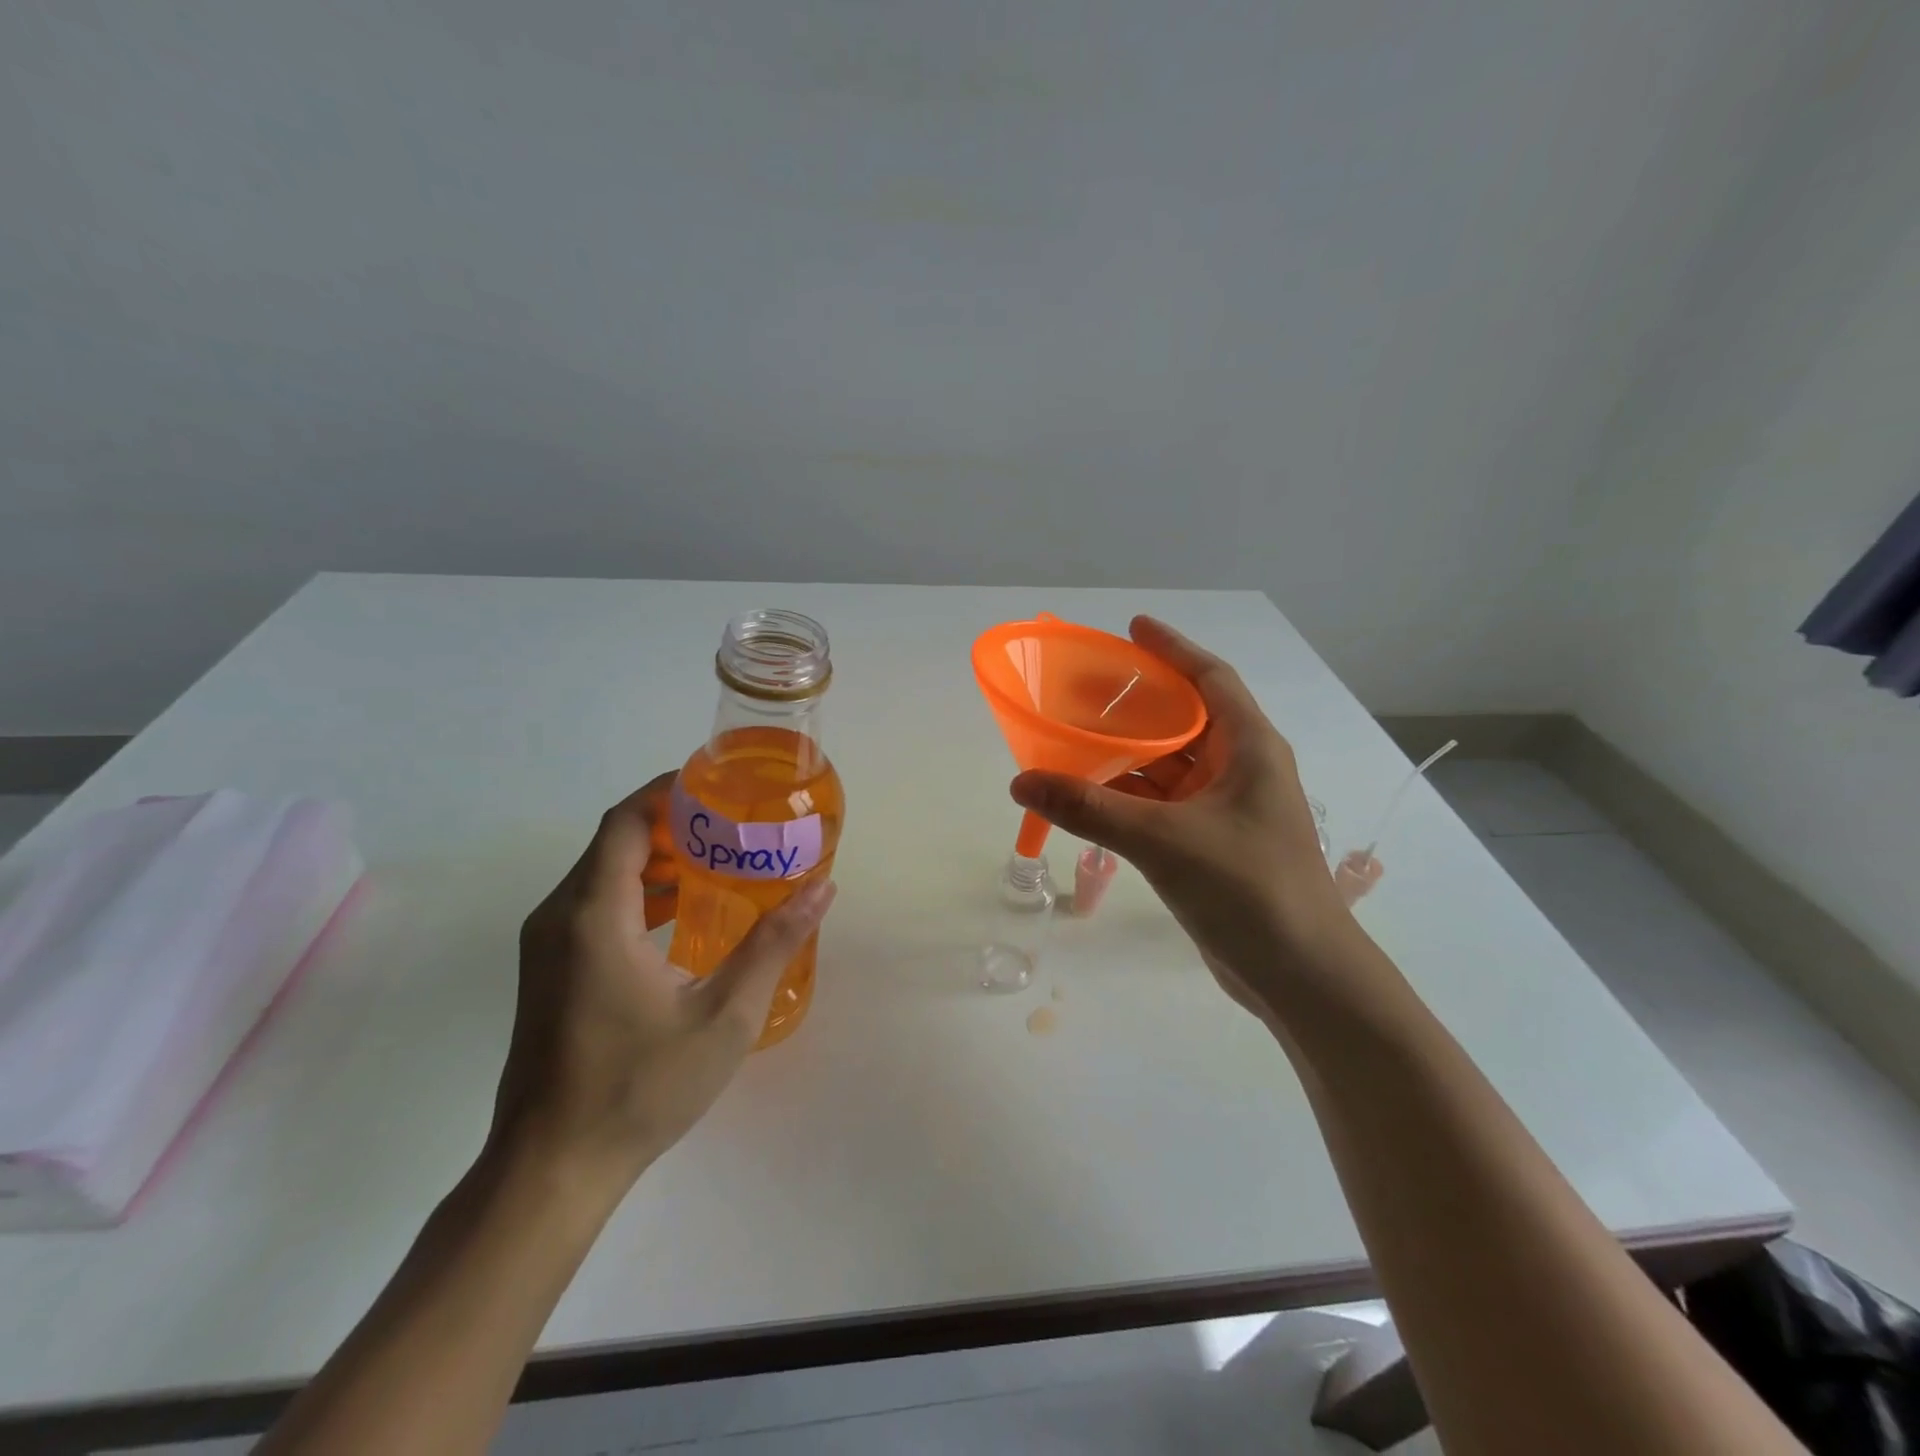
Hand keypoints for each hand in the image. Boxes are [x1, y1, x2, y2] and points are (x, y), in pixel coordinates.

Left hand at [492, 775, 836, 1193]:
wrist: (550, 1169)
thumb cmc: (639, 1087)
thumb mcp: (724, 1015)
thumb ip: (773, 943)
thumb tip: (822, 888)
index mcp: (595, 915)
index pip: (626, 821)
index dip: (669, 791)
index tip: (721, 785)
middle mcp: (560, 917)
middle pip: (616, 842)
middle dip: (676, 823)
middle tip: (738, 825)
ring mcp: (548, 946)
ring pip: (605, 874)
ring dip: (661, 859)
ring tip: (722, 860)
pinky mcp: (550, 971)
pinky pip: (596, 906)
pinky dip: (642, 893)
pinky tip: (687, 913)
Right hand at [1010, 618, 1351, 1018]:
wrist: (1301, 976)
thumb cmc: (1248, 889)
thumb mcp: (1163, 840)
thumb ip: (1089, 810)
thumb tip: (1020, 782)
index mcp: (1249, 748)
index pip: (1211, 678)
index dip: (1172, 649)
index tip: (1132, 628)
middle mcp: (1242, 770)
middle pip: (1185, 719)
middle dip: (1138, 703)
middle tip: (1085, 689)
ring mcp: (1228, 810)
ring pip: (1171, 766)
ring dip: (1128, 754)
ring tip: (1075, 739)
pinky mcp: (1213, 844)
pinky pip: (1164, 803)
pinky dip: (1130, 796)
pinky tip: (1092, 796)